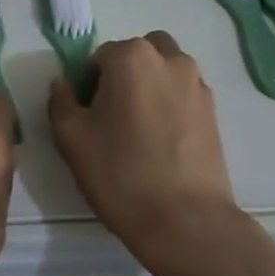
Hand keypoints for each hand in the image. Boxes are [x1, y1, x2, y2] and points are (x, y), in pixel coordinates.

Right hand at [48, 33, 242, 275]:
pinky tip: (161, 143)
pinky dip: (169, 105)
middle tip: (112, 115)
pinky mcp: (214, 111)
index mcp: (131, 57)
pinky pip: (183, 94)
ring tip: (139, 130)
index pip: (99, 57)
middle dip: (123, 74)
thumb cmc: (120, 174)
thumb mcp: (72, 137)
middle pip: (138, 54)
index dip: (88, 85)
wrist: (185, 221)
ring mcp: (197, 84)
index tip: (87, 117)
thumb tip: (62, 84)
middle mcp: (169, 59)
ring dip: (149, 86)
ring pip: (165, 71)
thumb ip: (61, 101)